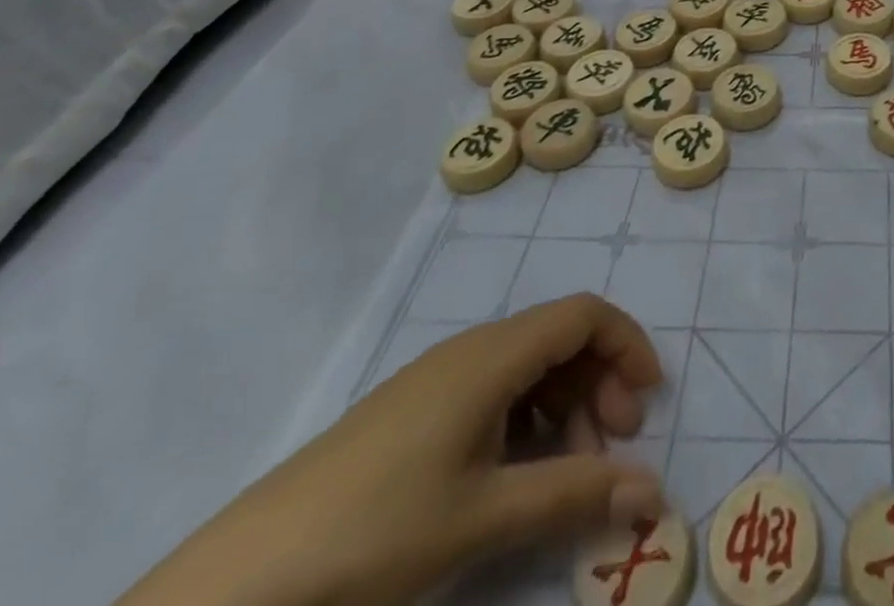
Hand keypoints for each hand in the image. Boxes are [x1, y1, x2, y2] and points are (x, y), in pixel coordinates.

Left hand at [118, 294, 665, 605]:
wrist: (241, 581)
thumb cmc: (375, 531)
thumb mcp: (483, 517)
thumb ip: (574, 496)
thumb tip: (652, 493)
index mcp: (492, 355)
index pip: (584, 314)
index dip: (627, 345)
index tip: (650, 402)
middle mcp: (471, 351)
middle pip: (560, 338)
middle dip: (601, 382)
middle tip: (614, 447)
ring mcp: (439, 380)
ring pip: (528, 368)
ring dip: (566, 407)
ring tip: (570, 471)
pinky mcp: (415, 414)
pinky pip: (495, 394)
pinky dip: (527, 422)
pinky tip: (516, 476)